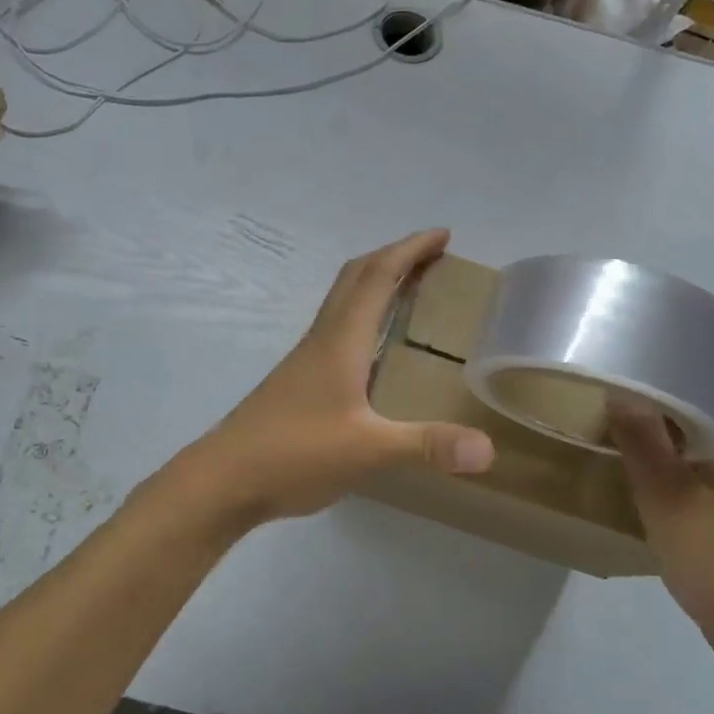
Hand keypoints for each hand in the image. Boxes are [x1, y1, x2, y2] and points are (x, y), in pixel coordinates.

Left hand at [190, 229, 494, 521]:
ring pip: (344, 301)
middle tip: (434, 255)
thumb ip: (426, 445)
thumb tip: (488, 448)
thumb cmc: (294, 453)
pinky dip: (364, 315)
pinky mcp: (300, 379)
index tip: (443, 235)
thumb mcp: (367, 450)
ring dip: (377, 282)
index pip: (378, 276)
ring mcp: (307, 358)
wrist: (225, 478)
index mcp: (341, 340)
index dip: (410, 250)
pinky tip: (376, 347)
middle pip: (357, 277)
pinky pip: (339, 327)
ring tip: (412, 289)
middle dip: (395, 256)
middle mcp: (323, 338)